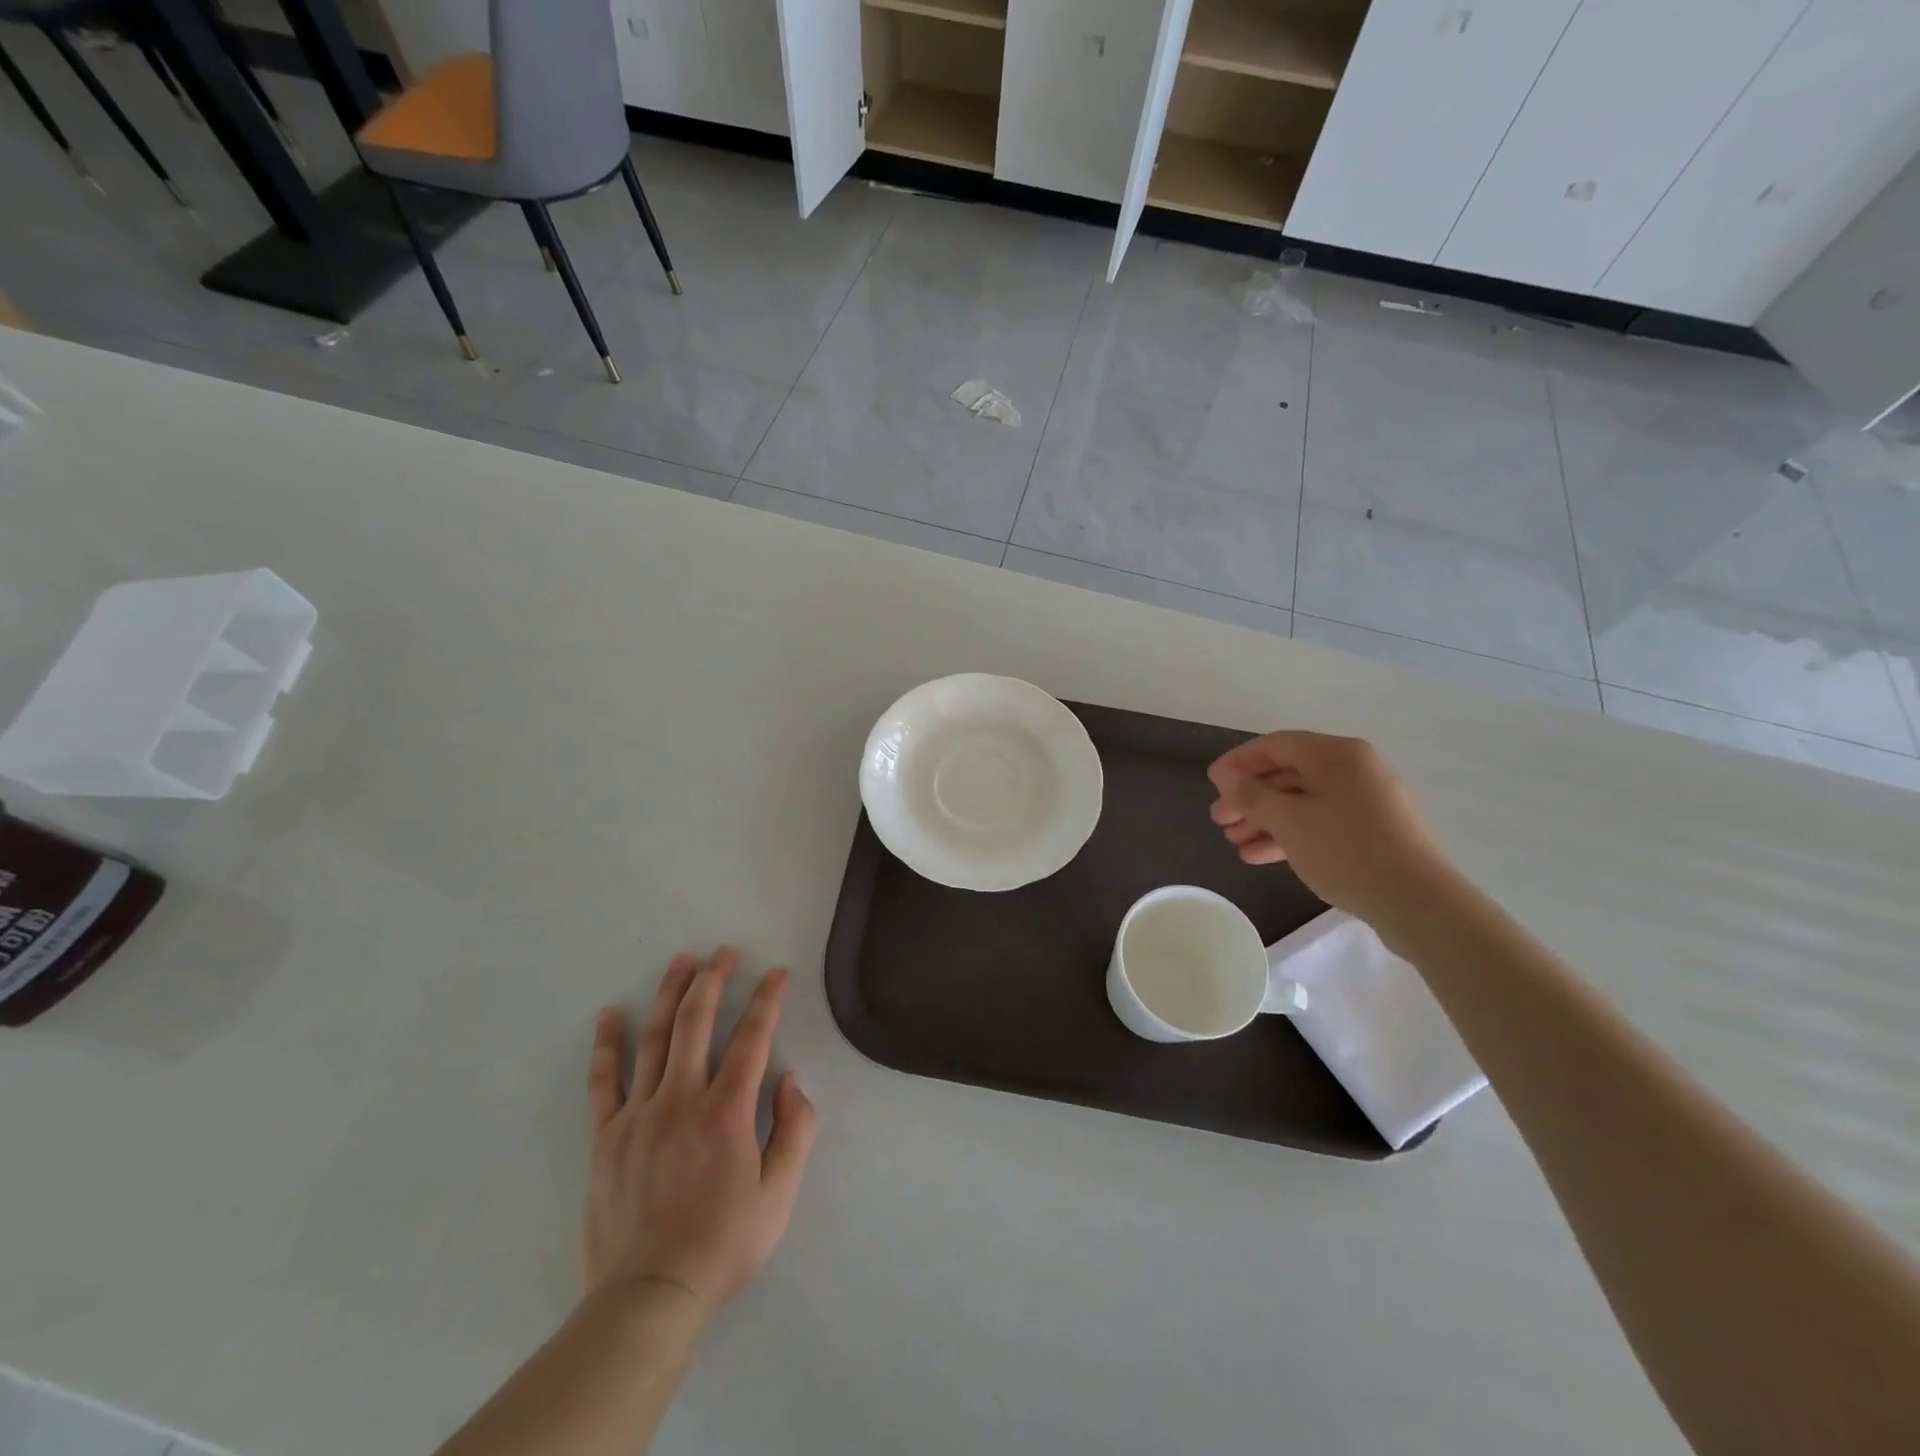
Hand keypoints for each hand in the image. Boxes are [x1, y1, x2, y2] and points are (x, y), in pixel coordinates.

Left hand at [582, 948, 818, 1313]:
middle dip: (713, 979)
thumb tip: (790, 1080)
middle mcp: (682, 1098)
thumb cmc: (723, 1244)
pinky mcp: (606, 1136)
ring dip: (668, 994)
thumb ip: (795, 1130)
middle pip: (697, 1022)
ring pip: (654, 1038)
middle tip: (723, 952)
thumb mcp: (779, 1194)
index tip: (776, 973)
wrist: (648, 1295)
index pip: (751, 1038)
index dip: (766, 1000)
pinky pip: (603, 1080)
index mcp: (727, 1111)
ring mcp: (639, 1113)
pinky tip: (609, 1015)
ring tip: (680, 961)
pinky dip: (607, 1043)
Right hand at [1207, 731, 1455, 929]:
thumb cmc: (1346, 850)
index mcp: (1336, 754)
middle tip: (1219, 820)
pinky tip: (1259, 856)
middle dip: (1249, 797)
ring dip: (1265, 820)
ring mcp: (1365, 801)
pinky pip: (1321, 822)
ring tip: (1234, 842)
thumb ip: (1250, 795)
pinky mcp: (1372, 831)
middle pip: (1288, 774)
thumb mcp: (1288, 821)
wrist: (1417, 902)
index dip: (1238, 762)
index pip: (1276, 745)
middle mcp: (1353, 769)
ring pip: (1302, 802)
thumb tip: (1224, 774)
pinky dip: (1290, 834)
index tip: (1211, 782)